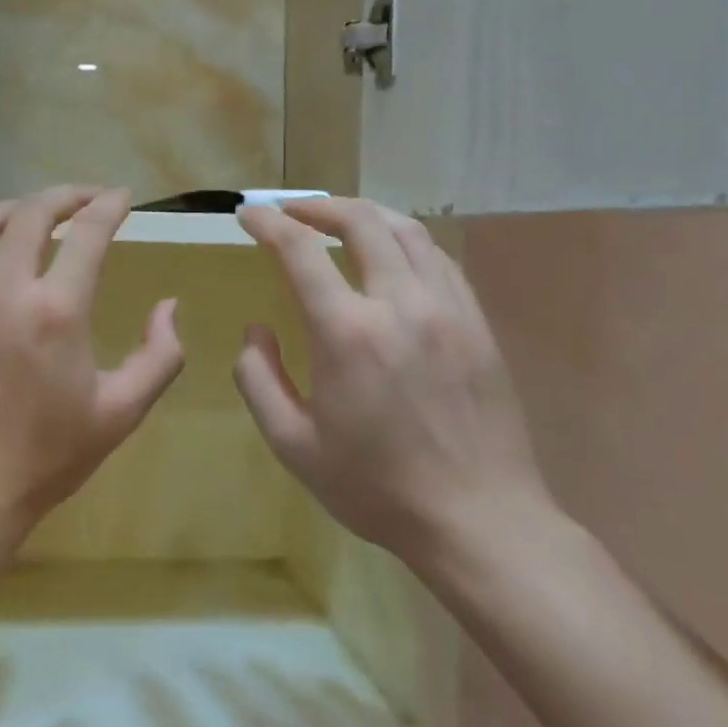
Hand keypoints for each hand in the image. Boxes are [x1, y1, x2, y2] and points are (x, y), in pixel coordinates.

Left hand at [0, 187, 185, 558]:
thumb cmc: (44, 459)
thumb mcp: (121, 413)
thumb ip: (159, 355)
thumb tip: (168, 306)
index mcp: (56, 311)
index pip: (88, 232)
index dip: (109, 206)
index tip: (121, 198)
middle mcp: (0, 289)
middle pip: (32, 212)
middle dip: (65, 196)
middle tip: (84, 199)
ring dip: (15, 208)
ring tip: (35, 215)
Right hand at [234, 198, 551, 572]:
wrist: (480, 520)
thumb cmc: (376, 487)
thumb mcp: (293, 445)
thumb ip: (259, 379)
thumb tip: (256, 331)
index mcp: (348, 333)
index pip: (299, 250)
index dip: (267, 223)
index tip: (247, 215)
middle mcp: (400, 304)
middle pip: (361, 221)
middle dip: (317, 207)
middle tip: (290, 212)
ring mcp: (448, 309)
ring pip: (407, 230)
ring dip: (365, 215)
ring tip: (338, 221)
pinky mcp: (477, 324)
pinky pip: (439, 260)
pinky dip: (405, 242)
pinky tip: (391, 256)